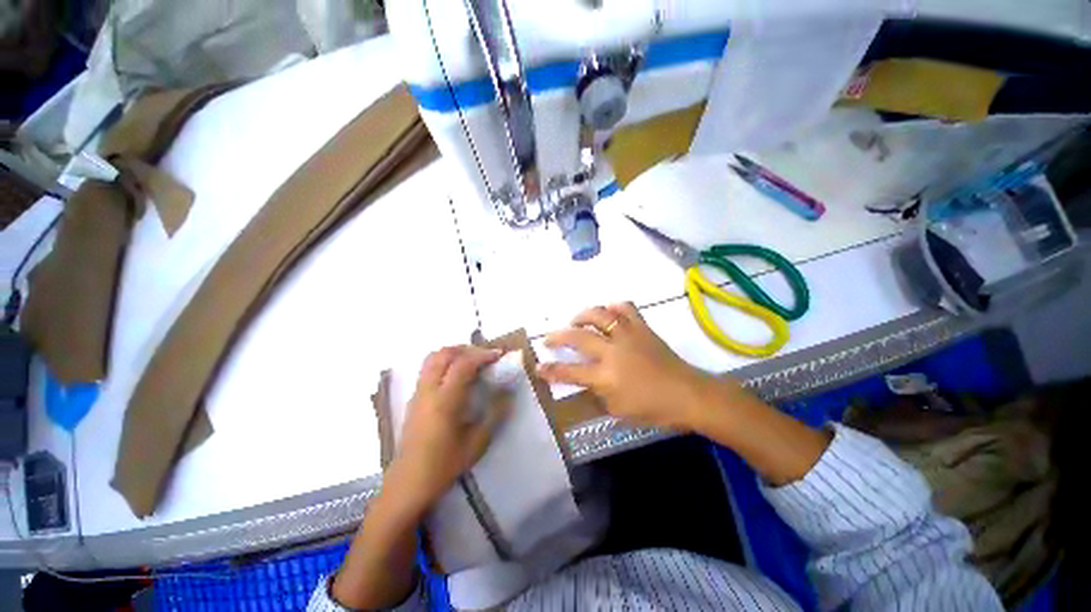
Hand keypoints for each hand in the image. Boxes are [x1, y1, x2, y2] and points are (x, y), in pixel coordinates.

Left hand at [385, 345, 508, 512]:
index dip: (482, 354)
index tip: (499, 355)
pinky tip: (456, 377)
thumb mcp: (477, 443)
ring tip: (471, 361)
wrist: (408, 483)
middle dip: (466, 348)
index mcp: (445, 400)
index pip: (463, 364)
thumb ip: (495, 414)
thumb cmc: (444, 465)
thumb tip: (508, 393)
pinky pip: (428, 369)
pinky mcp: (414, 398)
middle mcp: (428, 390)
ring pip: (432, 358)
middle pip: (444, 354)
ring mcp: (418, 393)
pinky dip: (444, 362)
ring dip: (453, 353)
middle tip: (485, 356)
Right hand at [537, 303, 753, 431]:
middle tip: (549, 338)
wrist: (688, 394)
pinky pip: (626, 309)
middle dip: (557, 337)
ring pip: (599, 315)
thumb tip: (585, 381)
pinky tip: (608, 311)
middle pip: (577, 337)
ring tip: (575, 320)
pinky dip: (614, 307)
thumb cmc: (653, 409)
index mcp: (606, 376)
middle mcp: (612, 351)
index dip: (551, 371)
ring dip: (582, 315)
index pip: (570, 372)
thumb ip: (597, 394)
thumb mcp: (618, 410)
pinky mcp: (642, 328)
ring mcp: (628, 335)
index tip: (537, 367)